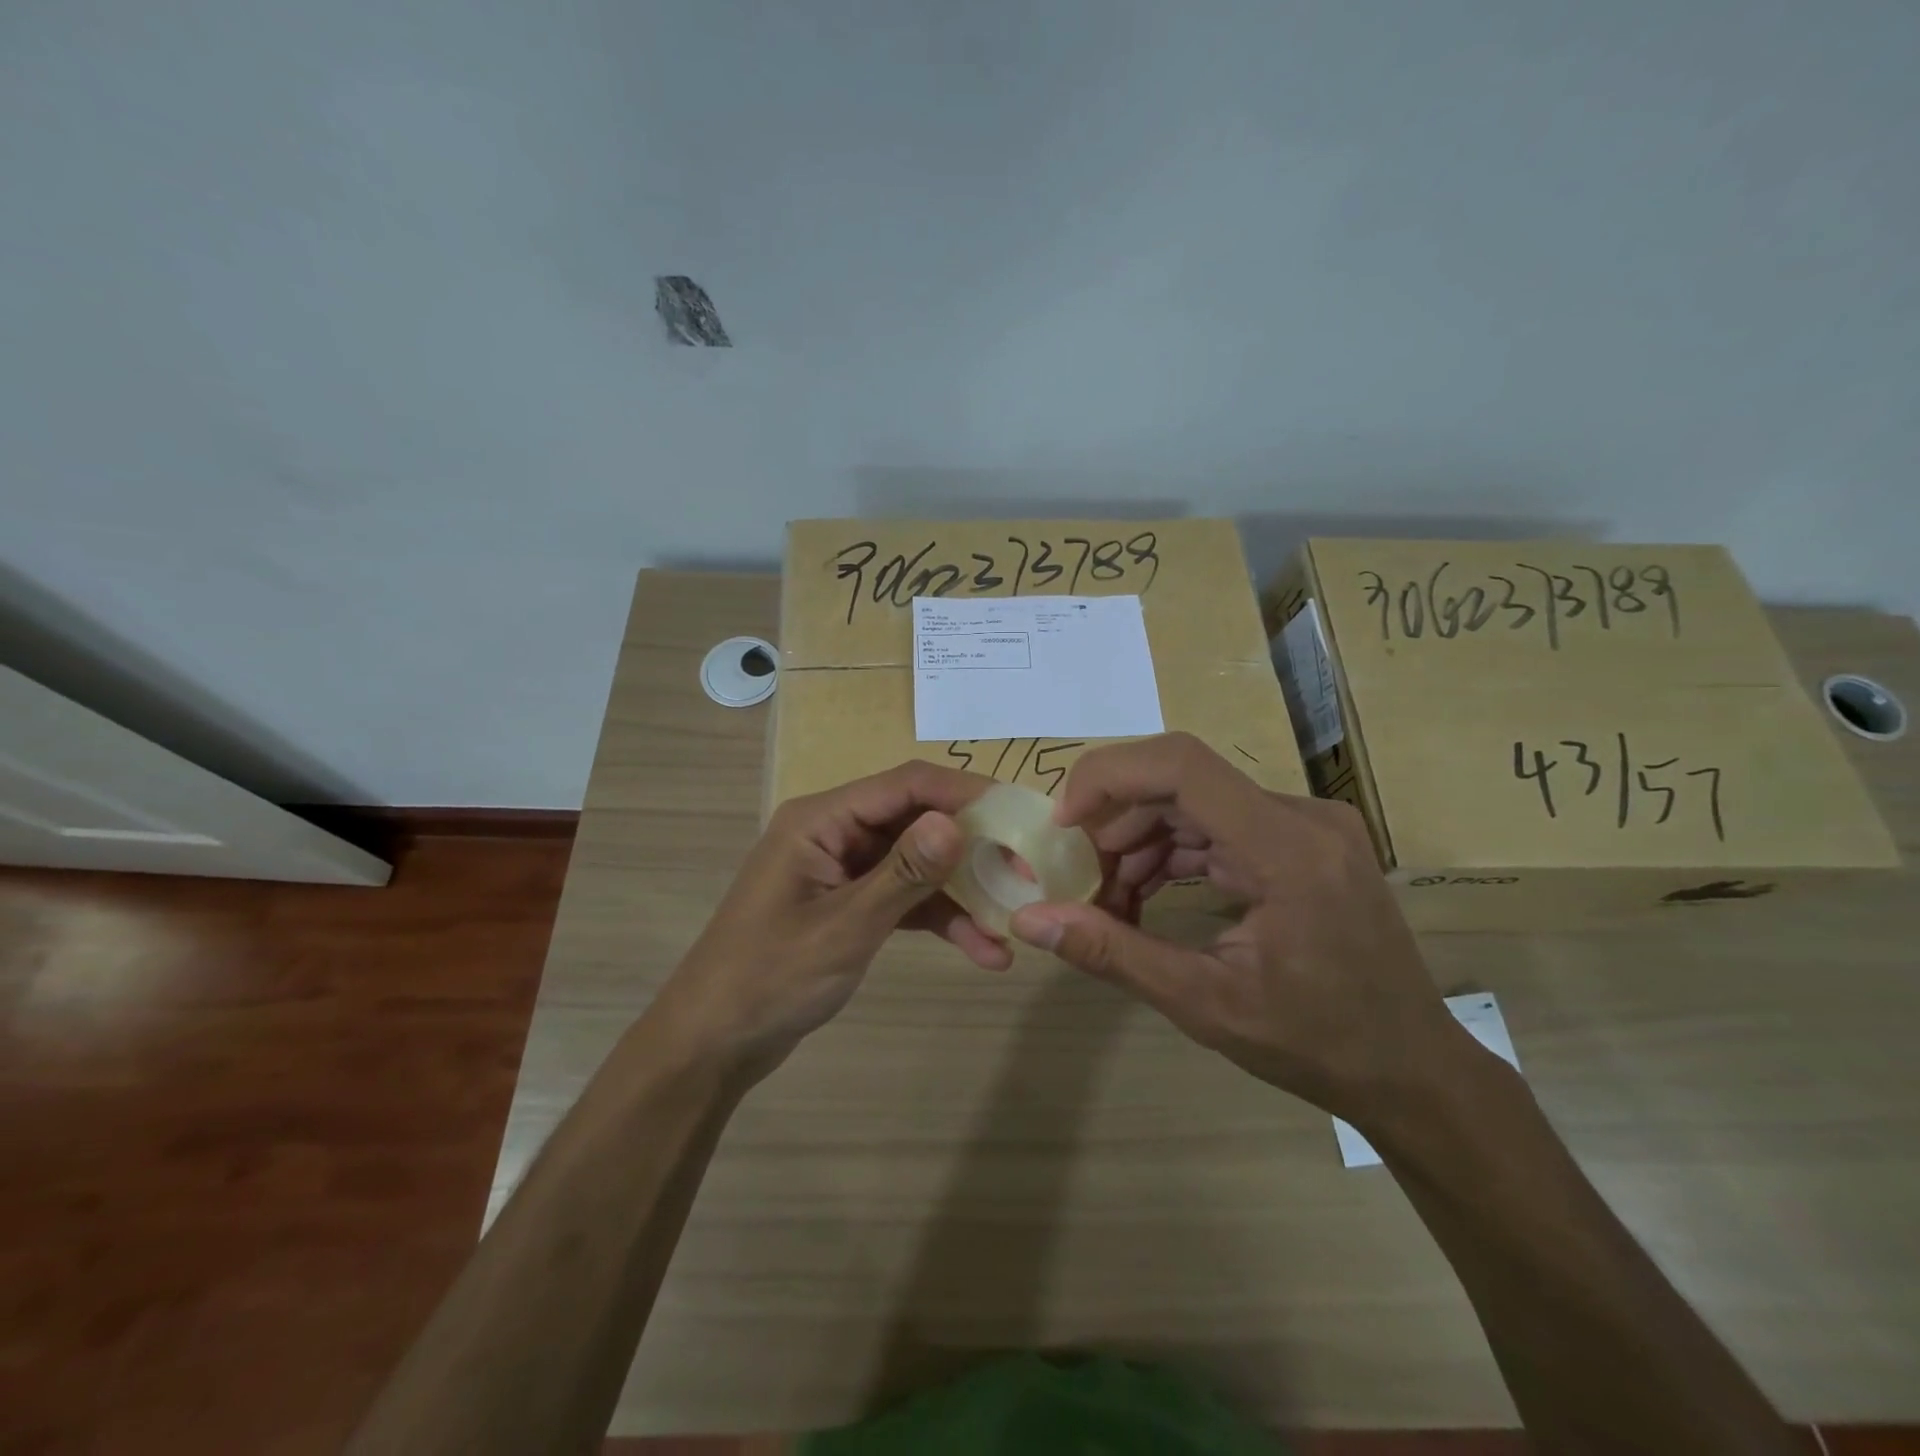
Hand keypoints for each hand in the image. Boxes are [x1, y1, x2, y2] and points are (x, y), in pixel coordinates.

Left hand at [653, 761, 1006, 1078]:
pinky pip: (905, 898)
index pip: (904, 784)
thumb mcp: (843, 927)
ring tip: (1011, 925)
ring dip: (962, 893)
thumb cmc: (769, 978)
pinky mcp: (850, 904)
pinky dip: (939, 919)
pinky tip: (982, 950)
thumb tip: (955, 822)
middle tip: (1026, 873)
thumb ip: (903, 874)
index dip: (963, 793)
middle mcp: (835, 833)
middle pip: (916, 822)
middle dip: (972, 848)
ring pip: (917, 864)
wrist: (713, 1043)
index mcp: (821, 819)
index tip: (1017, 813)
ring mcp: (843, 870)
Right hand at [1006, 732, 1462, 1124]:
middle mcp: (1301, 817)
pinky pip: (1219, 826)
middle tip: (1077, 874)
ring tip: (1106, 896)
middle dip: (1115, 820)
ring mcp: (1306, 826)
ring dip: (1140, 840)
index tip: (1063, 824)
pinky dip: (1172, 853)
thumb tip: (1030, 920)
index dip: (1109, 778)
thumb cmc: (1317, 1044)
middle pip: (1181, 780)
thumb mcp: (1204, 1004)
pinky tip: (1143, 895)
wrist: (1413, 1070)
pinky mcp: (1302, 842)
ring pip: (1195, 801)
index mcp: (1287, 849)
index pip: (1182, 766)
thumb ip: (1113, 952)